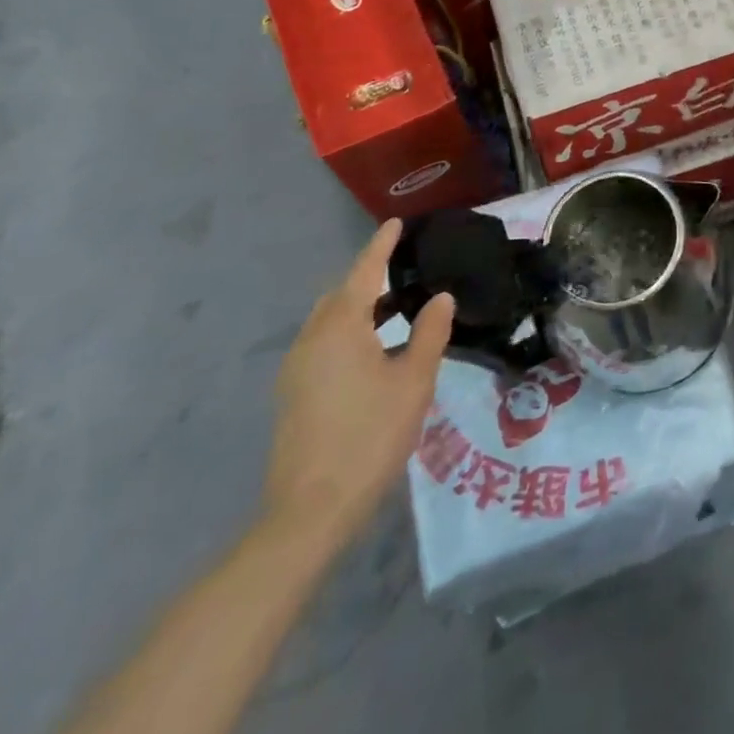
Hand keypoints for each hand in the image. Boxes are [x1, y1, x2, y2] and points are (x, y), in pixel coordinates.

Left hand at [263, 220, 453, 549]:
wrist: (311, 510)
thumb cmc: (371, 435)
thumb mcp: (414, 380)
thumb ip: (430, 332)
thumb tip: (440, 297)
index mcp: (341, 328)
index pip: (364, 273)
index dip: (381, 246)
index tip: (395, 223)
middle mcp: (311, 340)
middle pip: (341, 295)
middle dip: (370, 277)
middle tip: (406, 270)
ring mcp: (296, 369)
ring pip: (329, 321)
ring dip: (360, 307)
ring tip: (398, 309)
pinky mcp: (293, 394)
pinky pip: (323, 343)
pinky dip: (349, 331)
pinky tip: (374, 350)